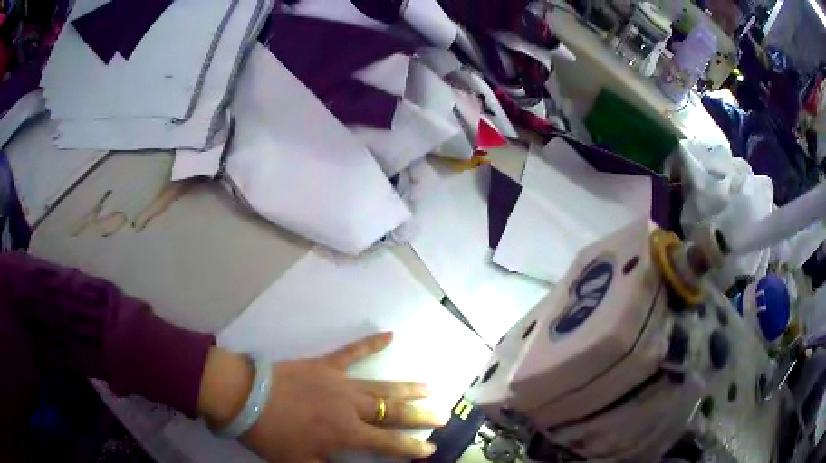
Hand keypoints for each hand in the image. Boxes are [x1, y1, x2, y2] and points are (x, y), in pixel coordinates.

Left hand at [198, 333, 445, 462]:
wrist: (243, 397)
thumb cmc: (272, 435)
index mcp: (346, 433)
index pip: (388, 443)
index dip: (410, 447)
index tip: (430, 448)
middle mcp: (351, 407)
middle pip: (392, 412)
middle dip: (420, 416)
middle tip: (442, 415)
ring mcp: (340, 382)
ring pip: (381, 386)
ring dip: (407, 388)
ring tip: (429, 388)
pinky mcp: (325, 365)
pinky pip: (352, 352)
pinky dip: (371, 343)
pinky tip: (390, 335)